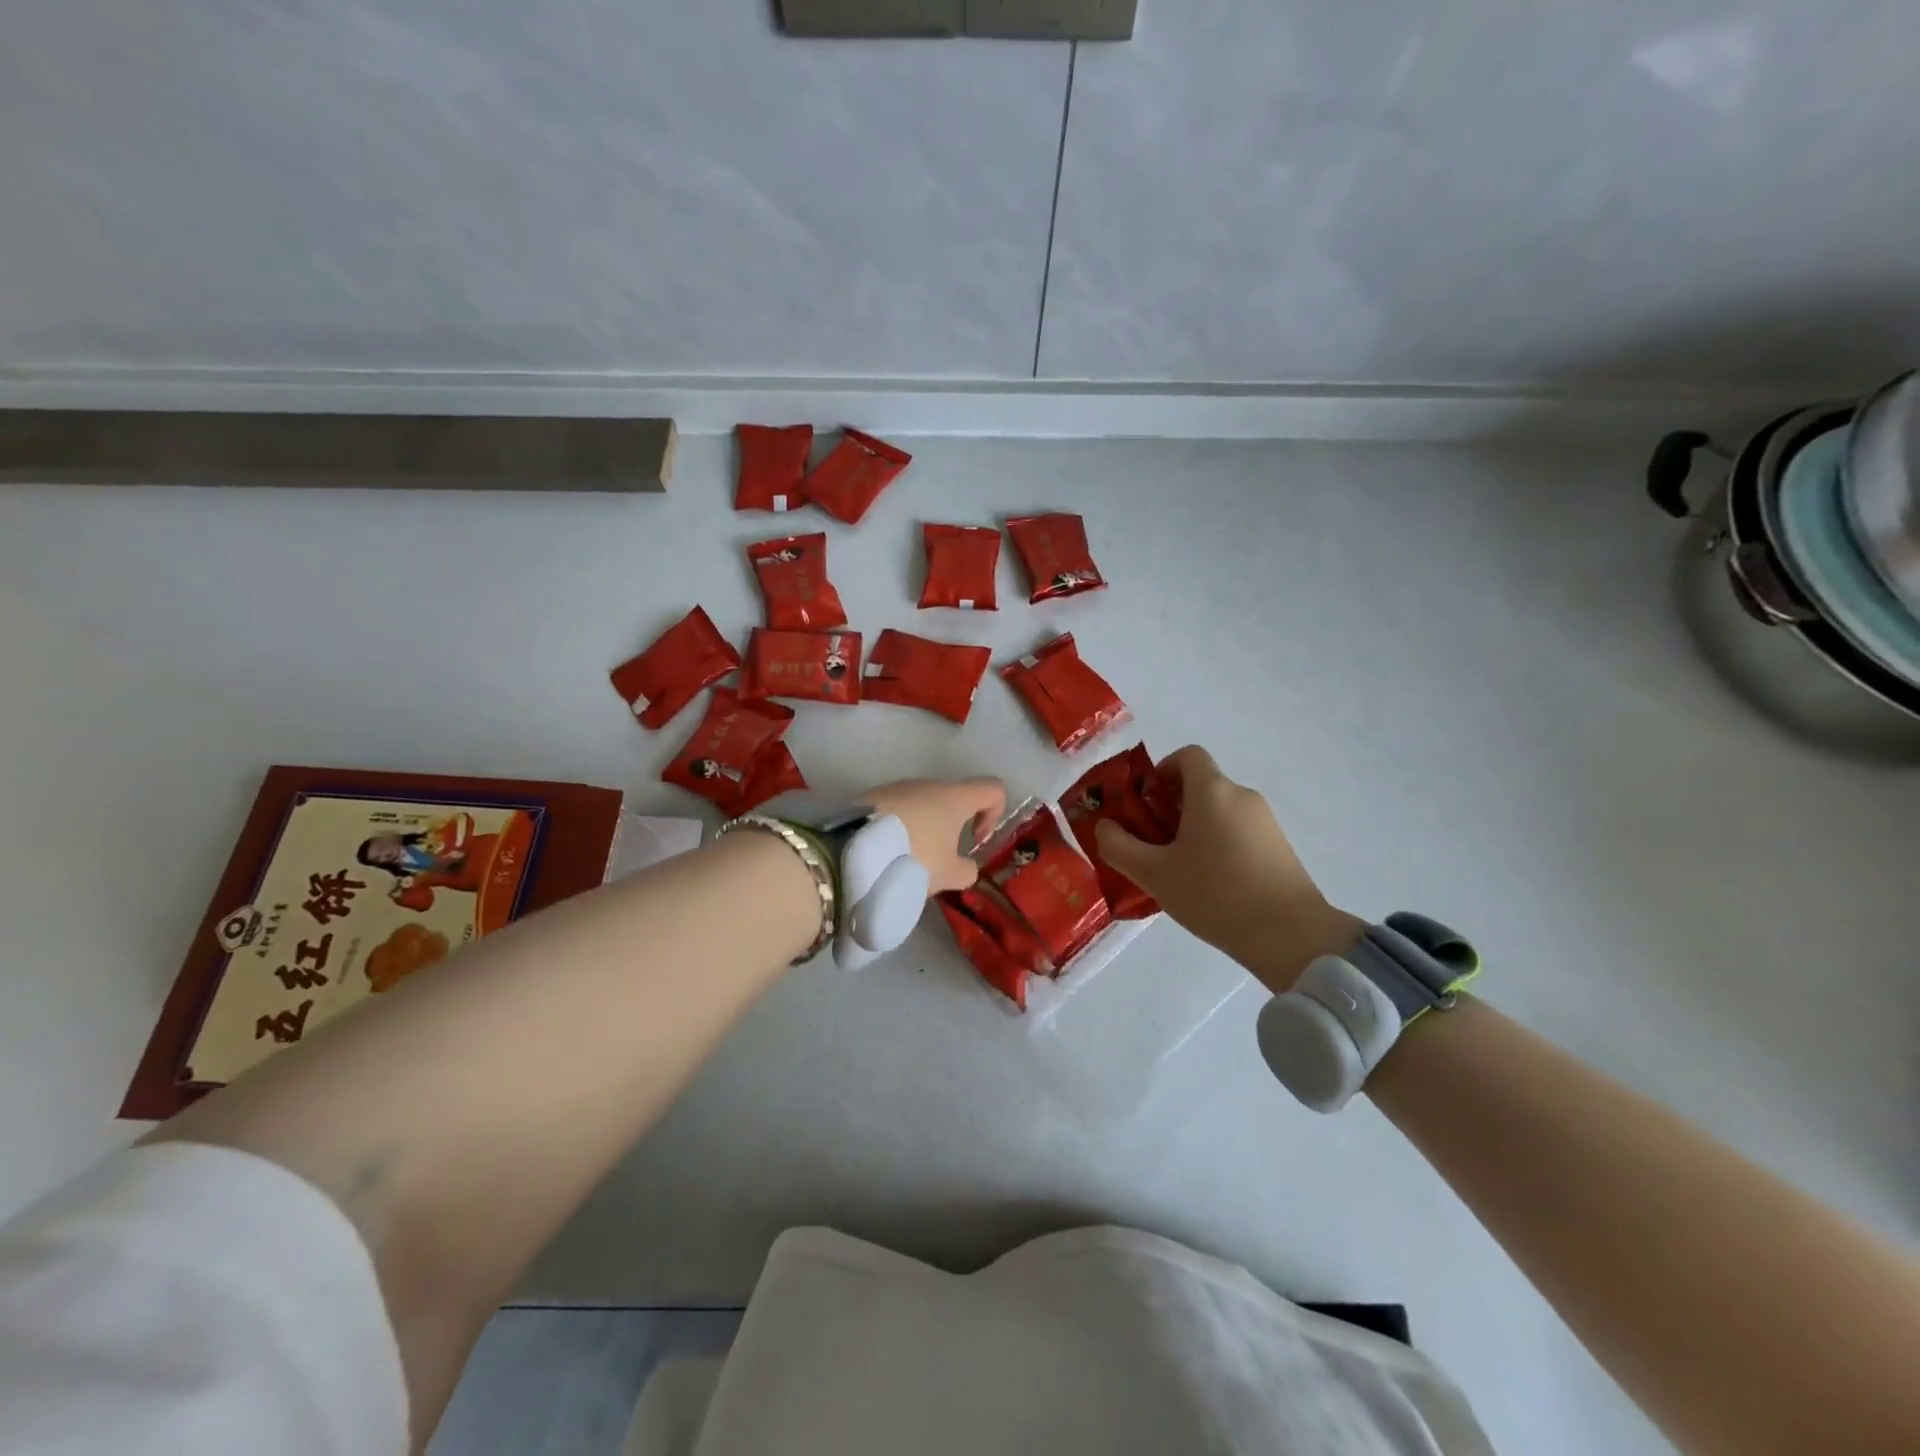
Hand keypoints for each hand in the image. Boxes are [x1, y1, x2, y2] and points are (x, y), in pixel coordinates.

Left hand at [867, 777, 1006, 896]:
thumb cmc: (912, 857)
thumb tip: (965, 867)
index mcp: (954, 796)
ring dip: (924, 829)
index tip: (975, 840)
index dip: (994, 813)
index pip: (993, 789)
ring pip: (923, 805)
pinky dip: (899, 829)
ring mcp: (897, 787)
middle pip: (953, 798)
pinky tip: (886, 854)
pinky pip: (897, 810)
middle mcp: (927, 784)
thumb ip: (966, 870)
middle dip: (952, 828)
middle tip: (939, 861)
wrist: (849, 849)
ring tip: (908, 860)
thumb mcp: (947, 875)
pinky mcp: (871, 796)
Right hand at [1094, 746, 1364, 993]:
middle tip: (1153, 844)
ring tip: (1179, 871)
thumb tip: (1105, 826)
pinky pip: (1239, 832)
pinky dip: (1219, 845)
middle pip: (1201, 786)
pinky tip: (1211, 885)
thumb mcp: (1154, 874)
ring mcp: (1266, 822)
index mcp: (1212, 791)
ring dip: (1195, 829)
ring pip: (1220, 812)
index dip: (1162, 771)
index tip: (1146, 804)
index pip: (1188, 755)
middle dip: (1172, 807)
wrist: (1290, 936)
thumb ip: (1119, 846)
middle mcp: (1242, 796)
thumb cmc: (1215, 894)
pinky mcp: (1280, 847)